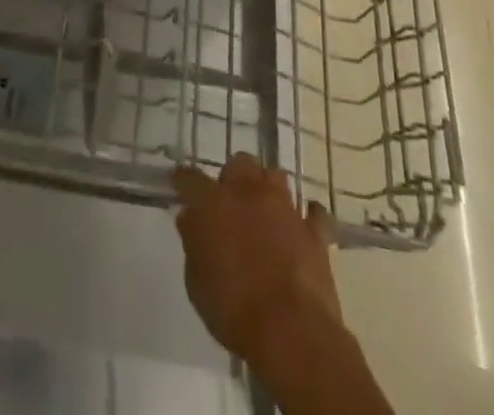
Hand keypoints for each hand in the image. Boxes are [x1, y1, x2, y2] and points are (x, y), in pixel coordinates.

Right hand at [172, 154, 340, 363]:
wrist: (291, 330)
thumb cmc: (233, 309)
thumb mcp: (196, 283)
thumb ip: (193, 244)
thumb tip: (192, 220)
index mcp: (213, 203)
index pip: (190, 178)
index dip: (183, 181)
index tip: (180, 185)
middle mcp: (248, 193)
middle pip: (239, 163)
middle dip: (234, 178)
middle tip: (231, 203)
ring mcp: (284, 207)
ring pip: (275, 176)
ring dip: (267, 189)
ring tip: (265, 211)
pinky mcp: (313, 230)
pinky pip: (314, 212)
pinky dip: (307, 217)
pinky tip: (302, 226)